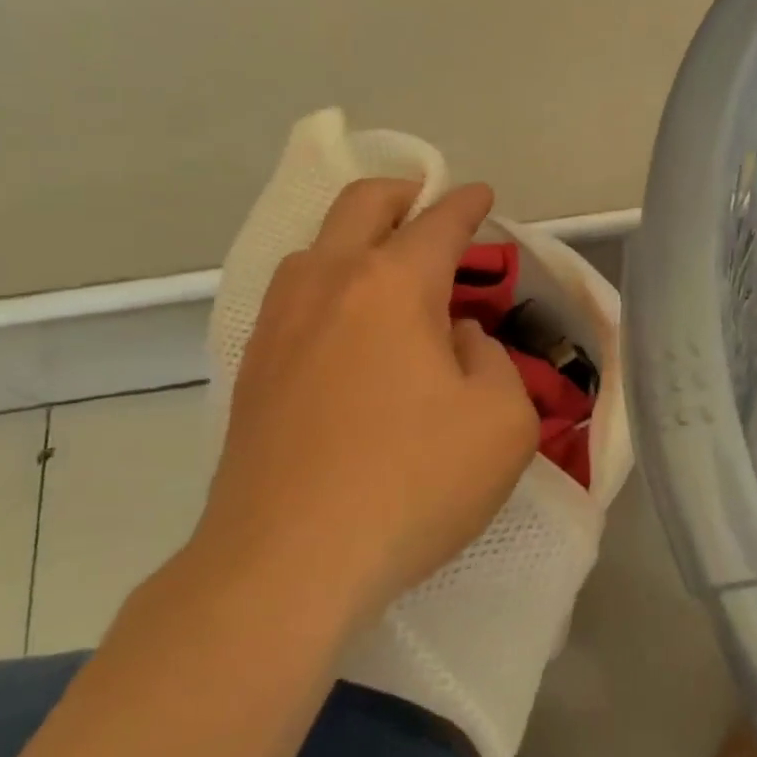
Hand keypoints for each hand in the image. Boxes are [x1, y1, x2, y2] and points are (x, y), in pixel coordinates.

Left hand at [195, 180, 538, 624]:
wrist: (288, 563)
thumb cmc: (413, 483)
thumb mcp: (503, 420)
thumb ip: (492, 359)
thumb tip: (456, 340)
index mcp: (393, 285)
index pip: (438, 223)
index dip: (466, 204)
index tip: (481, 195)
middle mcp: (328, 285)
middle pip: (360, 206)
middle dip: (400, 193)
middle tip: (428, 204)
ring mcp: (278, 325)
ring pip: (314, 248)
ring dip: (355, 238)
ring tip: (388, 267)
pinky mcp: (253, 370)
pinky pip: (294, 298)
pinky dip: (328, 285)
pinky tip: (346, 325)